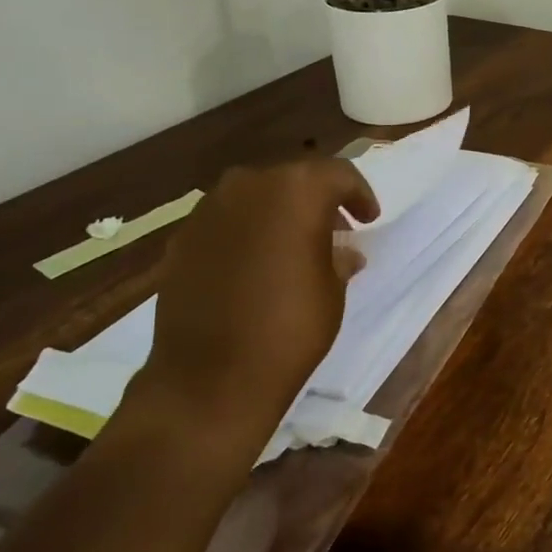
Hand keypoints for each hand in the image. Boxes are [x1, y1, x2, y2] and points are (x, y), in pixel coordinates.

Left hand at [135, 158, 378, 441]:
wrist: (211, 377)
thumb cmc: (291, 328)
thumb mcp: (333, 290)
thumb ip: (338, 258)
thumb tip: (341, 252)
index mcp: (296, 191)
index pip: (338, 175)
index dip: (359, 194)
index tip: (369, 218)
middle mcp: (248, 186)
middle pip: (293, 179)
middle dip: (317, 200)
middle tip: (335, 231)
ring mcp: (208, 211)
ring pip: (255, 197)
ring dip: (279, 214)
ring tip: (294, 248)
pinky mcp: (182, 239)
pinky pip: (226, 222)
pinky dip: (247, 233)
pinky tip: (256, 266)